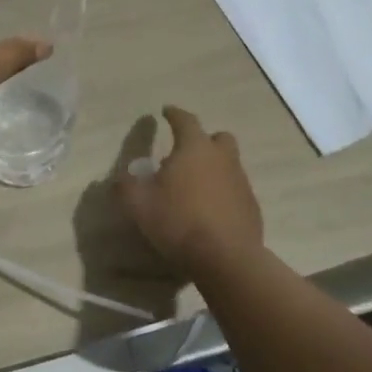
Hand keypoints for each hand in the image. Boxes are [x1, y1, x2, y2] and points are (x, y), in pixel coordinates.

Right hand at [117, 106, 264, 272]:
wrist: (226, 259)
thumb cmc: (178, 221)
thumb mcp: (138, 204)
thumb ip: (125, 187)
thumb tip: (119, 179)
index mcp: (194, 149)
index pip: (185, 120)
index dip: (174, 114)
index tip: (165, 111)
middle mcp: (222, 159)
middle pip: (218, 138)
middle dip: (204, 140)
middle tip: (186, 153)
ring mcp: (241, 183)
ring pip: (229, 165)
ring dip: (213, 168)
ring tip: (193, 187)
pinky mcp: (251, 207)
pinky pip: (235, 190)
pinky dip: (222, 193)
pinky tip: (209, 211)